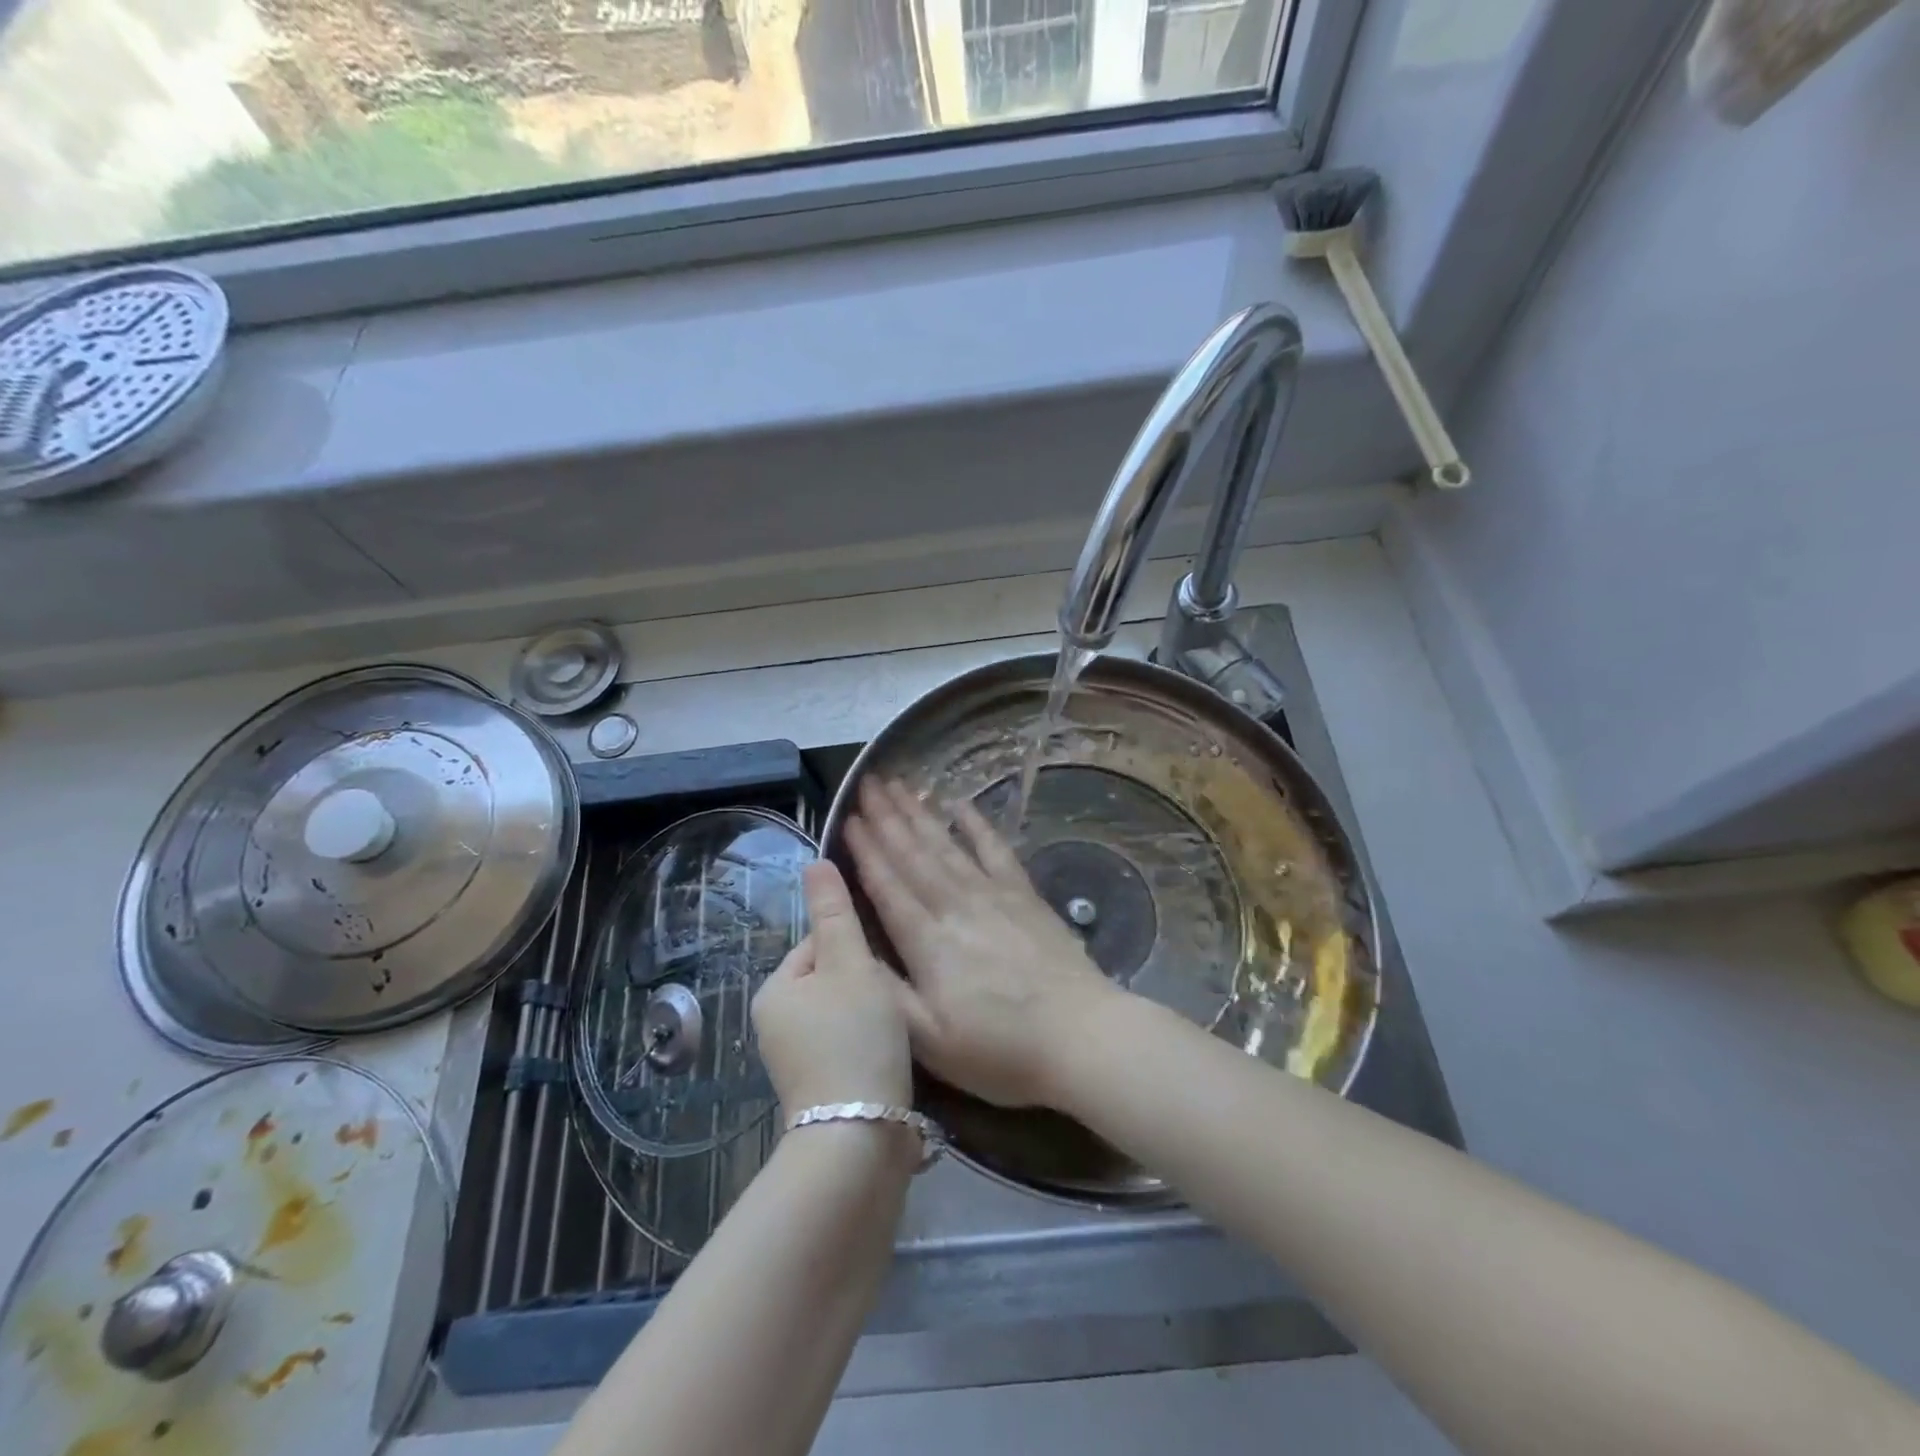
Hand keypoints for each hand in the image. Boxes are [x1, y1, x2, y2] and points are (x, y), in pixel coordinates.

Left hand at [752, 861, 914, 1112]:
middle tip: (894, 997)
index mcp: (776, 989)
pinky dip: (870, 1042)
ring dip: (872, 1011)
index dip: (858, 944)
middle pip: (834, 976)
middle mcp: (777, 1022)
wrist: (860, 1139)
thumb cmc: (855, 1039)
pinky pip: (849, 1042)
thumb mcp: (851, 965)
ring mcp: (797, 1058)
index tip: (884, 964)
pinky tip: (891, 1053)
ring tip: (896, 1026)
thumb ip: (835, 913)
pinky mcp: (821, 1086)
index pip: (820, 941)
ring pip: (845, 1010)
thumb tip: (814, 862)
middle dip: (867, 981)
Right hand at [843, 778, 1121, 1108]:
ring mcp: (993, 895)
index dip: (864, 850)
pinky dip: (977, 825)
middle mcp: (955, 906)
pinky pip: (995, 849)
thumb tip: (848, 950)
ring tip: (898, 786)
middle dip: (886, 818)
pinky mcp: (1025, 896)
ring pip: (947, 844)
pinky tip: (960, 805)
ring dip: (920, 814)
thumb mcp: (928, 1041)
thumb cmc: (1000, 1050)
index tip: (847, 818)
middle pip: (913, 853)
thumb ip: (885, 991)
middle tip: (866, 785)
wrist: (1081, 1036)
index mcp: (927, 941)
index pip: (886, 884)